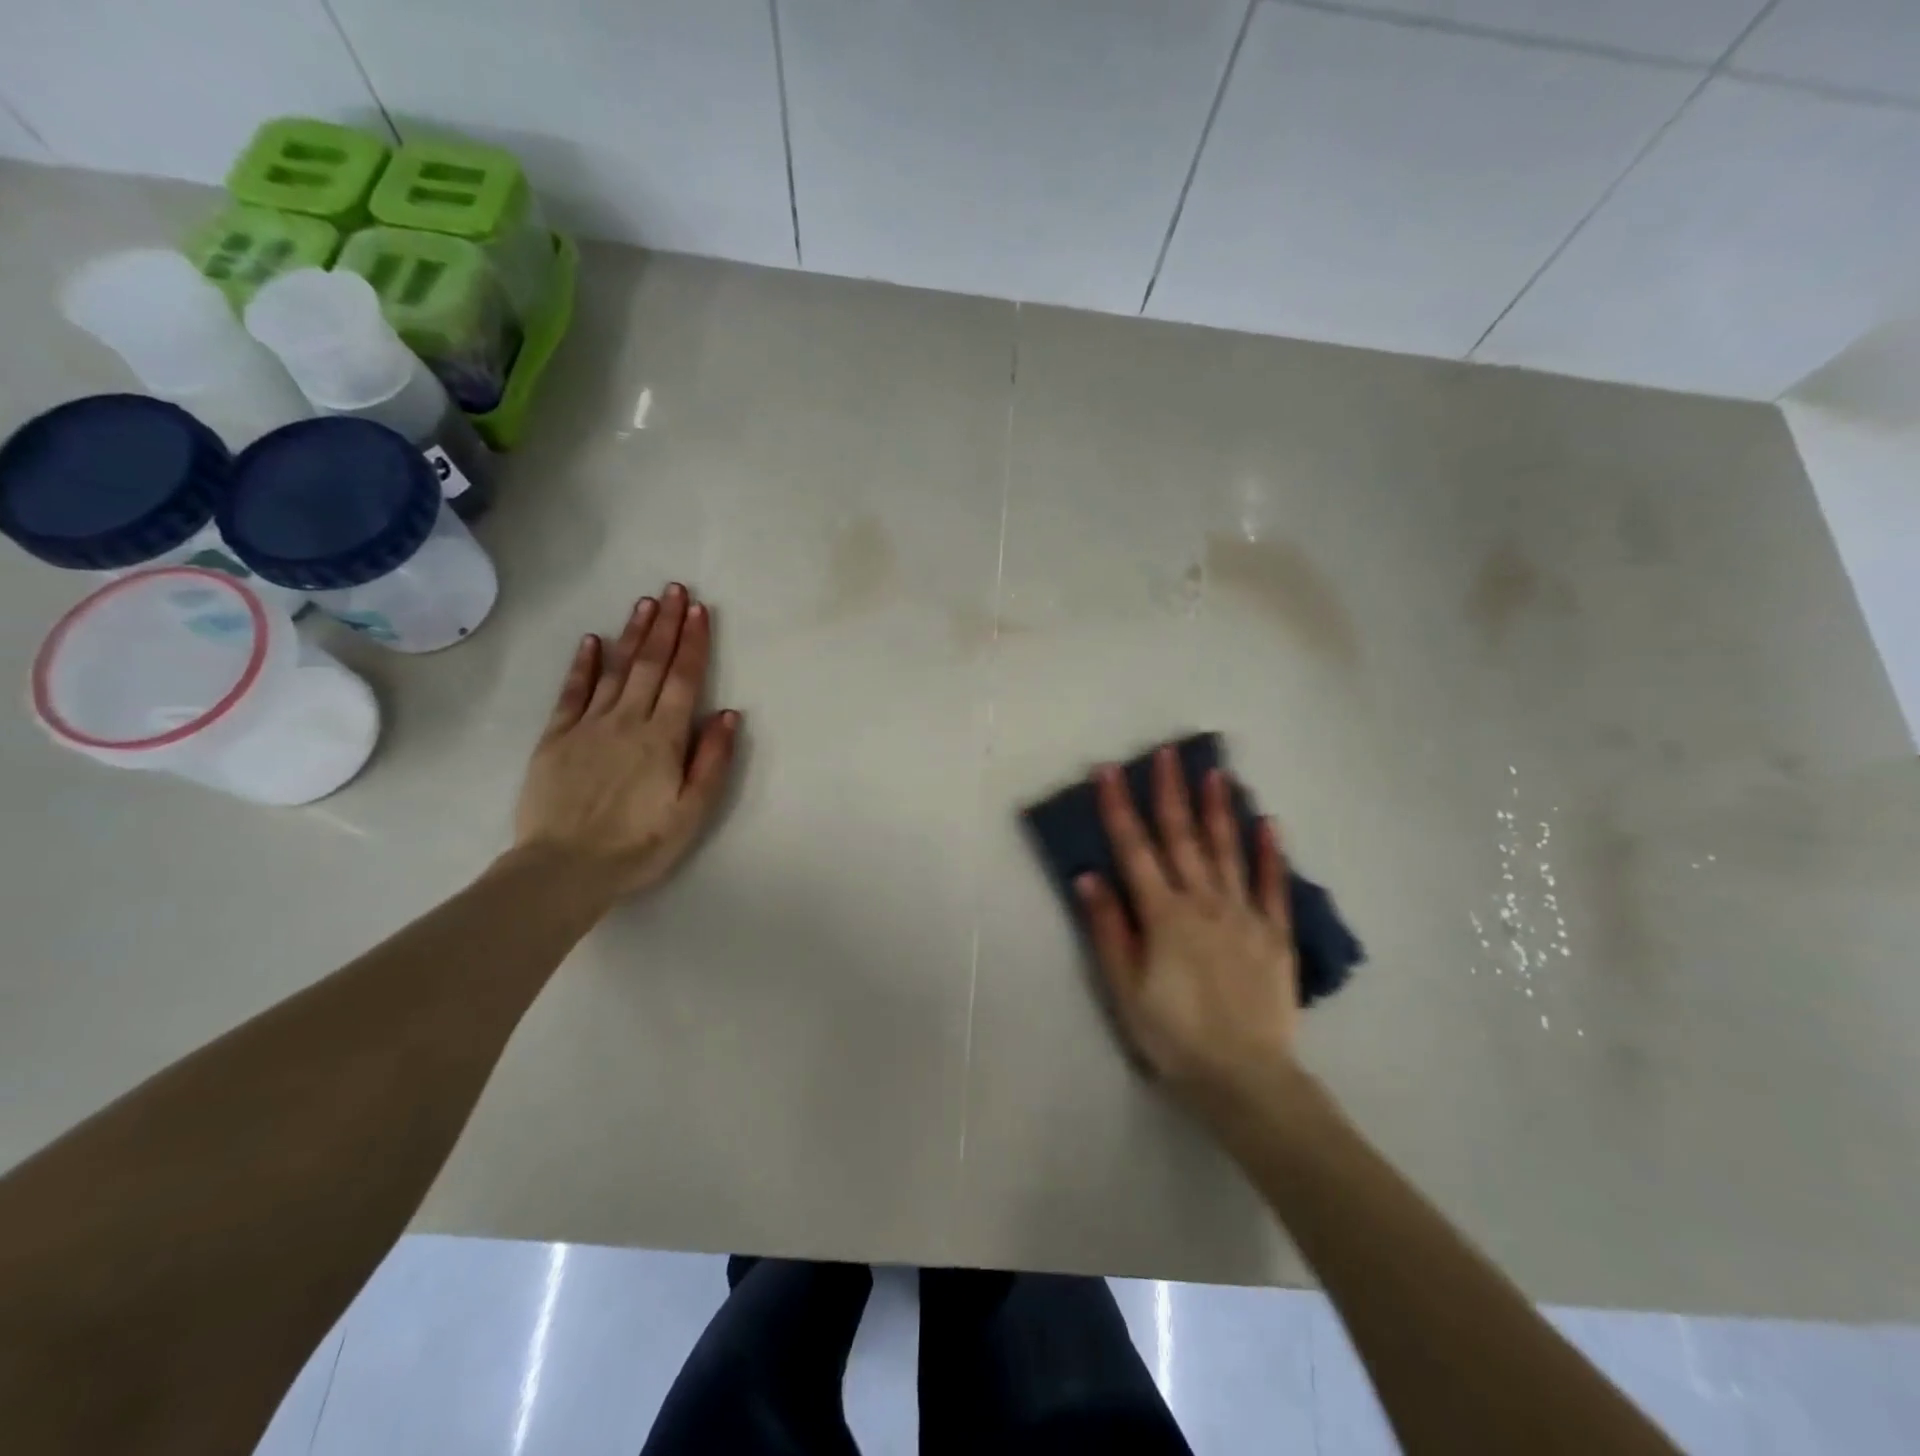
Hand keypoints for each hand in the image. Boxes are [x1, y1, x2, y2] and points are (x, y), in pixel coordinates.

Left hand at [513, 583, 739, 900]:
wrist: (564, 868)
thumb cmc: (639, 845)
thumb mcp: (692, 811)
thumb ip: (712, 760)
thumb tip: (728, 714)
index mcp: (663, 738)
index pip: (684, 680)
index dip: (694, 643)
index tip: (699, 610)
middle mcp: (628, 720)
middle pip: (651, 664)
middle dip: (666, 625)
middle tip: (674, 590)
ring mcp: (588, 725)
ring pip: (616, 669)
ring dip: (633, 635)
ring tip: (645, 604)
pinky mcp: (556, 737)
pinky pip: (572, 692)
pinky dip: (583, 664)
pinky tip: (592, 642)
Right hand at [1077, 749, 1302, 1115]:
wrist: (1245, 1079)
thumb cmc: (1174, 1036)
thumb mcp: (1125, 989)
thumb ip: (1109, 929)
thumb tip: (1089, 876)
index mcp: (1163, 914)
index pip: (1134, 849)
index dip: (1118, 808)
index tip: (1109, 771)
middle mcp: (1203, 902)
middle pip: (1182, 838)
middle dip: (1170, 792)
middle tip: (1168, 753)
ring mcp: (1244, 915)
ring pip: (1227, 850)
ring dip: (1219, 809)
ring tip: (1215, 773)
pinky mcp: (1275, 934)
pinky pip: (1272, 885)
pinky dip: (1268, 853)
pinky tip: (1268, 824)